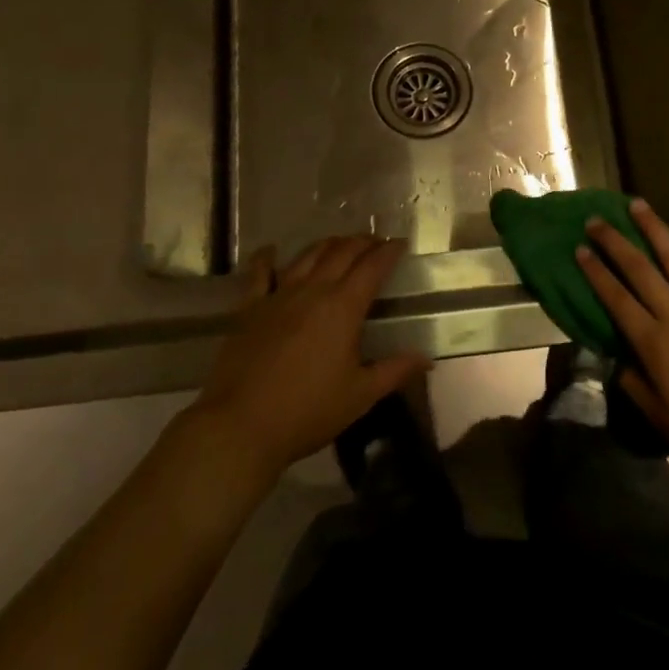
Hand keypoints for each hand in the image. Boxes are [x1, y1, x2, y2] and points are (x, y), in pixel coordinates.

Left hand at [192, 236, 430, 477]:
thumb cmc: (307, 412)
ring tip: (339, 244)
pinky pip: (259, 273)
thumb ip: (395, 371)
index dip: (389, 251)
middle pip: (342, 252)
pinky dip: (266, 257)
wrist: (241, 426)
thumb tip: (427, 358)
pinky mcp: (249, 308)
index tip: (400, 243)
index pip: (372, 267)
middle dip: (362, 242)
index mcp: (343, 307)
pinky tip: (271, 250)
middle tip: (375, 243)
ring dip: (328, 244)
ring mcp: (278, 295)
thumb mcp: (360, 395)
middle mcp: (313, 290)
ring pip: (307, 255)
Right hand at [578, 200, 668, 486]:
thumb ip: (637, 387)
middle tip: (596, 220)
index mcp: (655, 344)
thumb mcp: (665, 420)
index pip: (617, 298)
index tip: (579, 249)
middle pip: (639, 268)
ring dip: (653, 228)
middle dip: (614, 241)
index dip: (596, 272)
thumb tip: (617, 361)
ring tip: (636, 205)